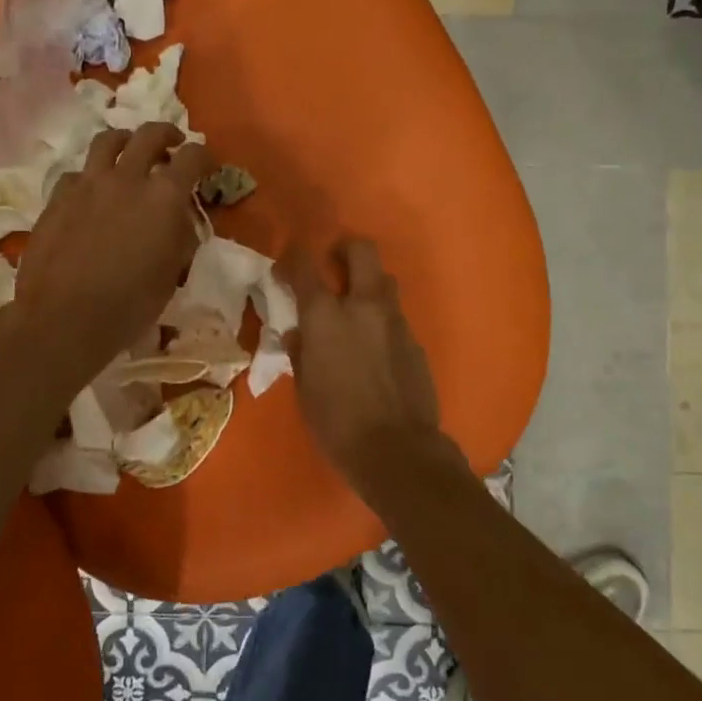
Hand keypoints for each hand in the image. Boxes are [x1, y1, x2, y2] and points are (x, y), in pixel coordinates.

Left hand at [12, 123, 213, 393]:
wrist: (64, 317)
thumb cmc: (130, 303)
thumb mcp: (172, 272)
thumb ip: (180, 236)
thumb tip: (179, 220)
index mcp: (164, 196)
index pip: (193, 157)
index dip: (205, 157)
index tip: (208, 165)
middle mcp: (127, 178)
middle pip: (150, 135)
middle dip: (167, 135)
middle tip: (172, 145)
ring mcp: (88, 184)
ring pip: (108, 141)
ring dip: (125, 142)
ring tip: (129, 153)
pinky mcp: (58, 197)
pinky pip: (77, 173)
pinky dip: (90, 177)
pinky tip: (91, 193)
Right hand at [281, 239, 462, 499]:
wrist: (398, 451)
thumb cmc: (337, 423)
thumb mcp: (305, 390)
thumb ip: (301, 353)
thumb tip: (298, 335)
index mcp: (325, 316)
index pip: (305, 266)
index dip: (293, 258)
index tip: (286, 267)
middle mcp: (363, 306)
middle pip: (362, 251)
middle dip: (345, 250)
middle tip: (333, 264)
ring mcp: (395, 321)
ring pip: (385, 281)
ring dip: (368, 284)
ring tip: (355, 309)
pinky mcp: (415, 341)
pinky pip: (396, 317)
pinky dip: (382, 321)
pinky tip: (376, 348)